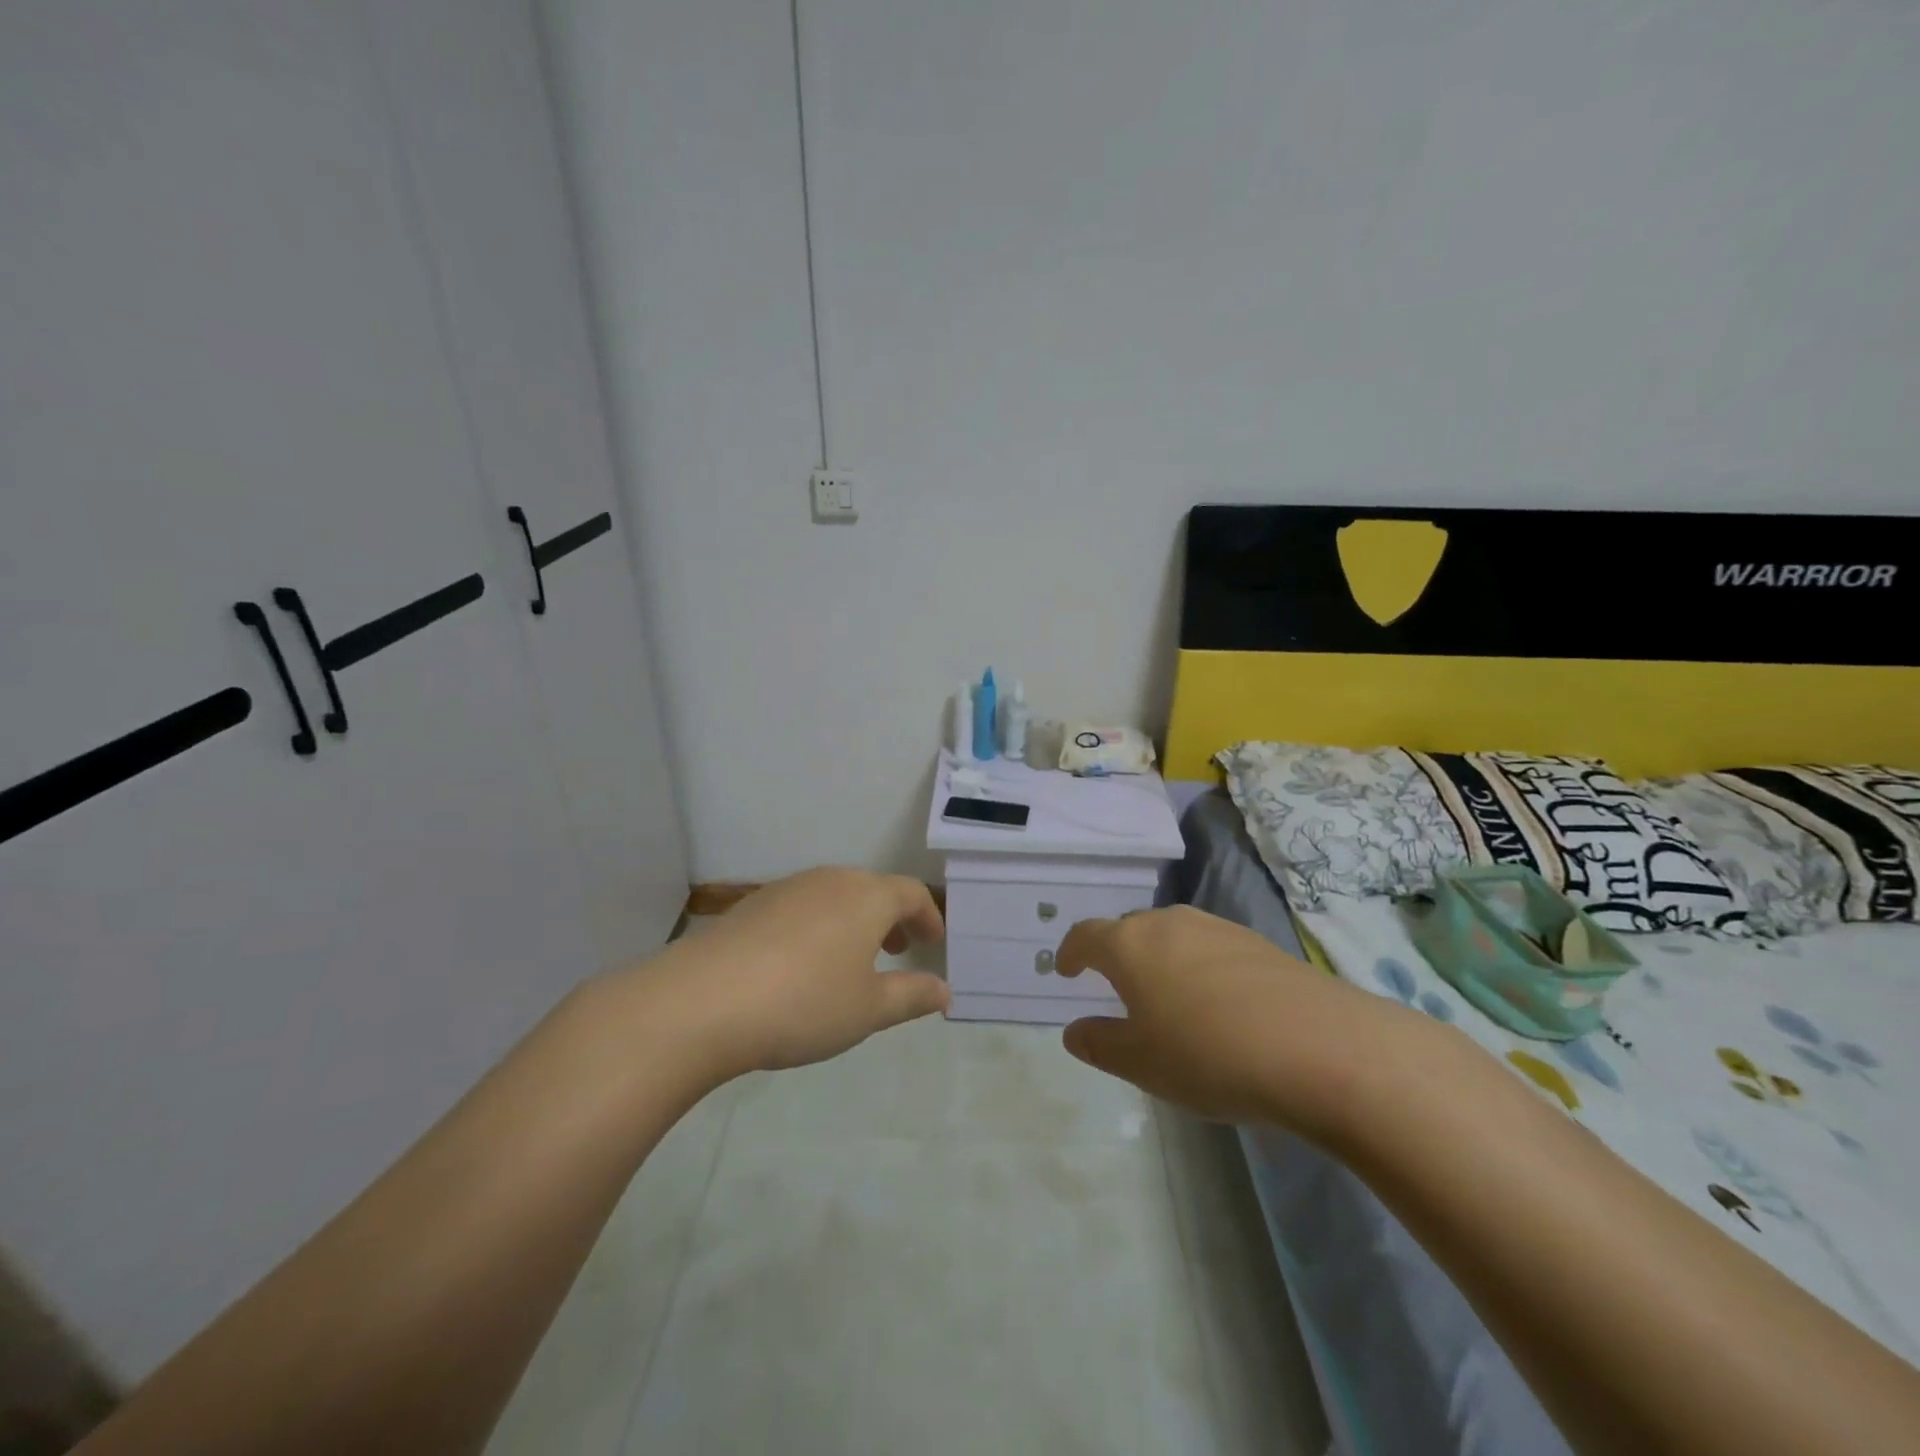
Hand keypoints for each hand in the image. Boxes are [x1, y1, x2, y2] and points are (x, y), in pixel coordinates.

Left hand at [640, 867, 948, 1080]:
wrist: (702, 1001)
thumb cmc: (803, 1003)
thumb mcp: (868, 1010)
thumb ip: (911, 996)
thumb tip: (944, 991)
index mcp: (866, 897)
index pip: (911, 893)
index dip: (928, 916)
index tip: (933, 941)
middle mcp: (829, 880)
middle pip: (872, 889)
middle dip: (892, 917)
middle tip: (898, 949)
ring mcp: (786, 889)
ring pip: (835, 896)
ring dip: (854, 921)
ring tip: (852, 959)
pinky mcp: (752, 905)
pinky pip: (801, 907)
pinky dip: (819, 926)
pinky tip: (802, 964)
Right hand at [1055, 905, 1421, 1139]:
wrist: (1320, 1047)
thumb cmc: (1209, 1054)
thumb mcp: (1141, 1063)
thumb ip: (1100, 1043)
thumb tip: (1074, 1030)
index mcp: (1130, 945)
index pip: (1086, 935)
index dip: (1071, 951)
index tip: (1065, 969)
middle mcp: (1169, 923)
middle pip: (1130, 929)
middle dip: (1117, 953)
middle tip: (1117, 987)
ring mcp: (1217, 928)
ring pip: (1172, 935)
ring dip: (1160, 959)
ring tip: (1167, 996)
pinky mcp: (1258, 943)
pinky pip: (1210, 947)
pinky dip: (1198, 967)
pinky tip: (1217, 1004)